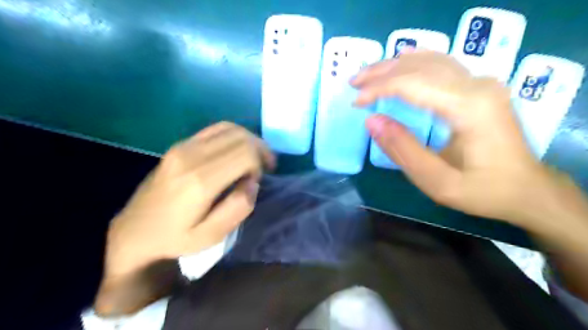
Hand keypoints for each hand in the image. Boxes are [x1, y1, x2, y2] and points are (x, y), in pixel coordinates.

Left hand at [95, 122, 276, 314]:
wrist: (135, 232)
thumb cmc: (175, 238)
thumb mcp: (211, 236)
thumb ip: (238, 208)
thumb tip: (253, 182)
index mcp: (200, 180)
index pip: (245, 153)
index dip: (260, 164)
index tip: (257, 181)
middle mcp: (191, 155)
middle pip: (240, 137)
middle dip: (259, 150)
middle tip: (264, 168)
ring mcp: (183, 146)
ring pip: (230, 128)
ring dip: (249, 141)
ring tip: (254, 158)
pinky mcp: (179, 145)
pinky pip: (215, 129)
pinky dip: (234, 136)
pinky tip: (236, 151)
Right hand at [348, 51, 569, 228]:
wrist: (527, 189)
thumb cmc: (483, 191)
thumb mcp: (437, 182)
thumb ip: (403, 150)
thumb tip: (371, 121)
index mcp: (469, 108)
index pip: (413, 84)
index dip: (379, 89)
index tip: (356, 103)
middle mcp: (478, 86)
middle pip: (419, 66)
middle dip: (381, 73)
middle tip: (354, 83)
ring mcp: (482, 83)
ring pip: (430, 60)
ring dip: (394, 65)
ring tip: (368, 75)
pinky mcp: (480, 87)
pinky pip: (442, 64)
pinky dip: (415, 62)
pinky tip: (401, 61)